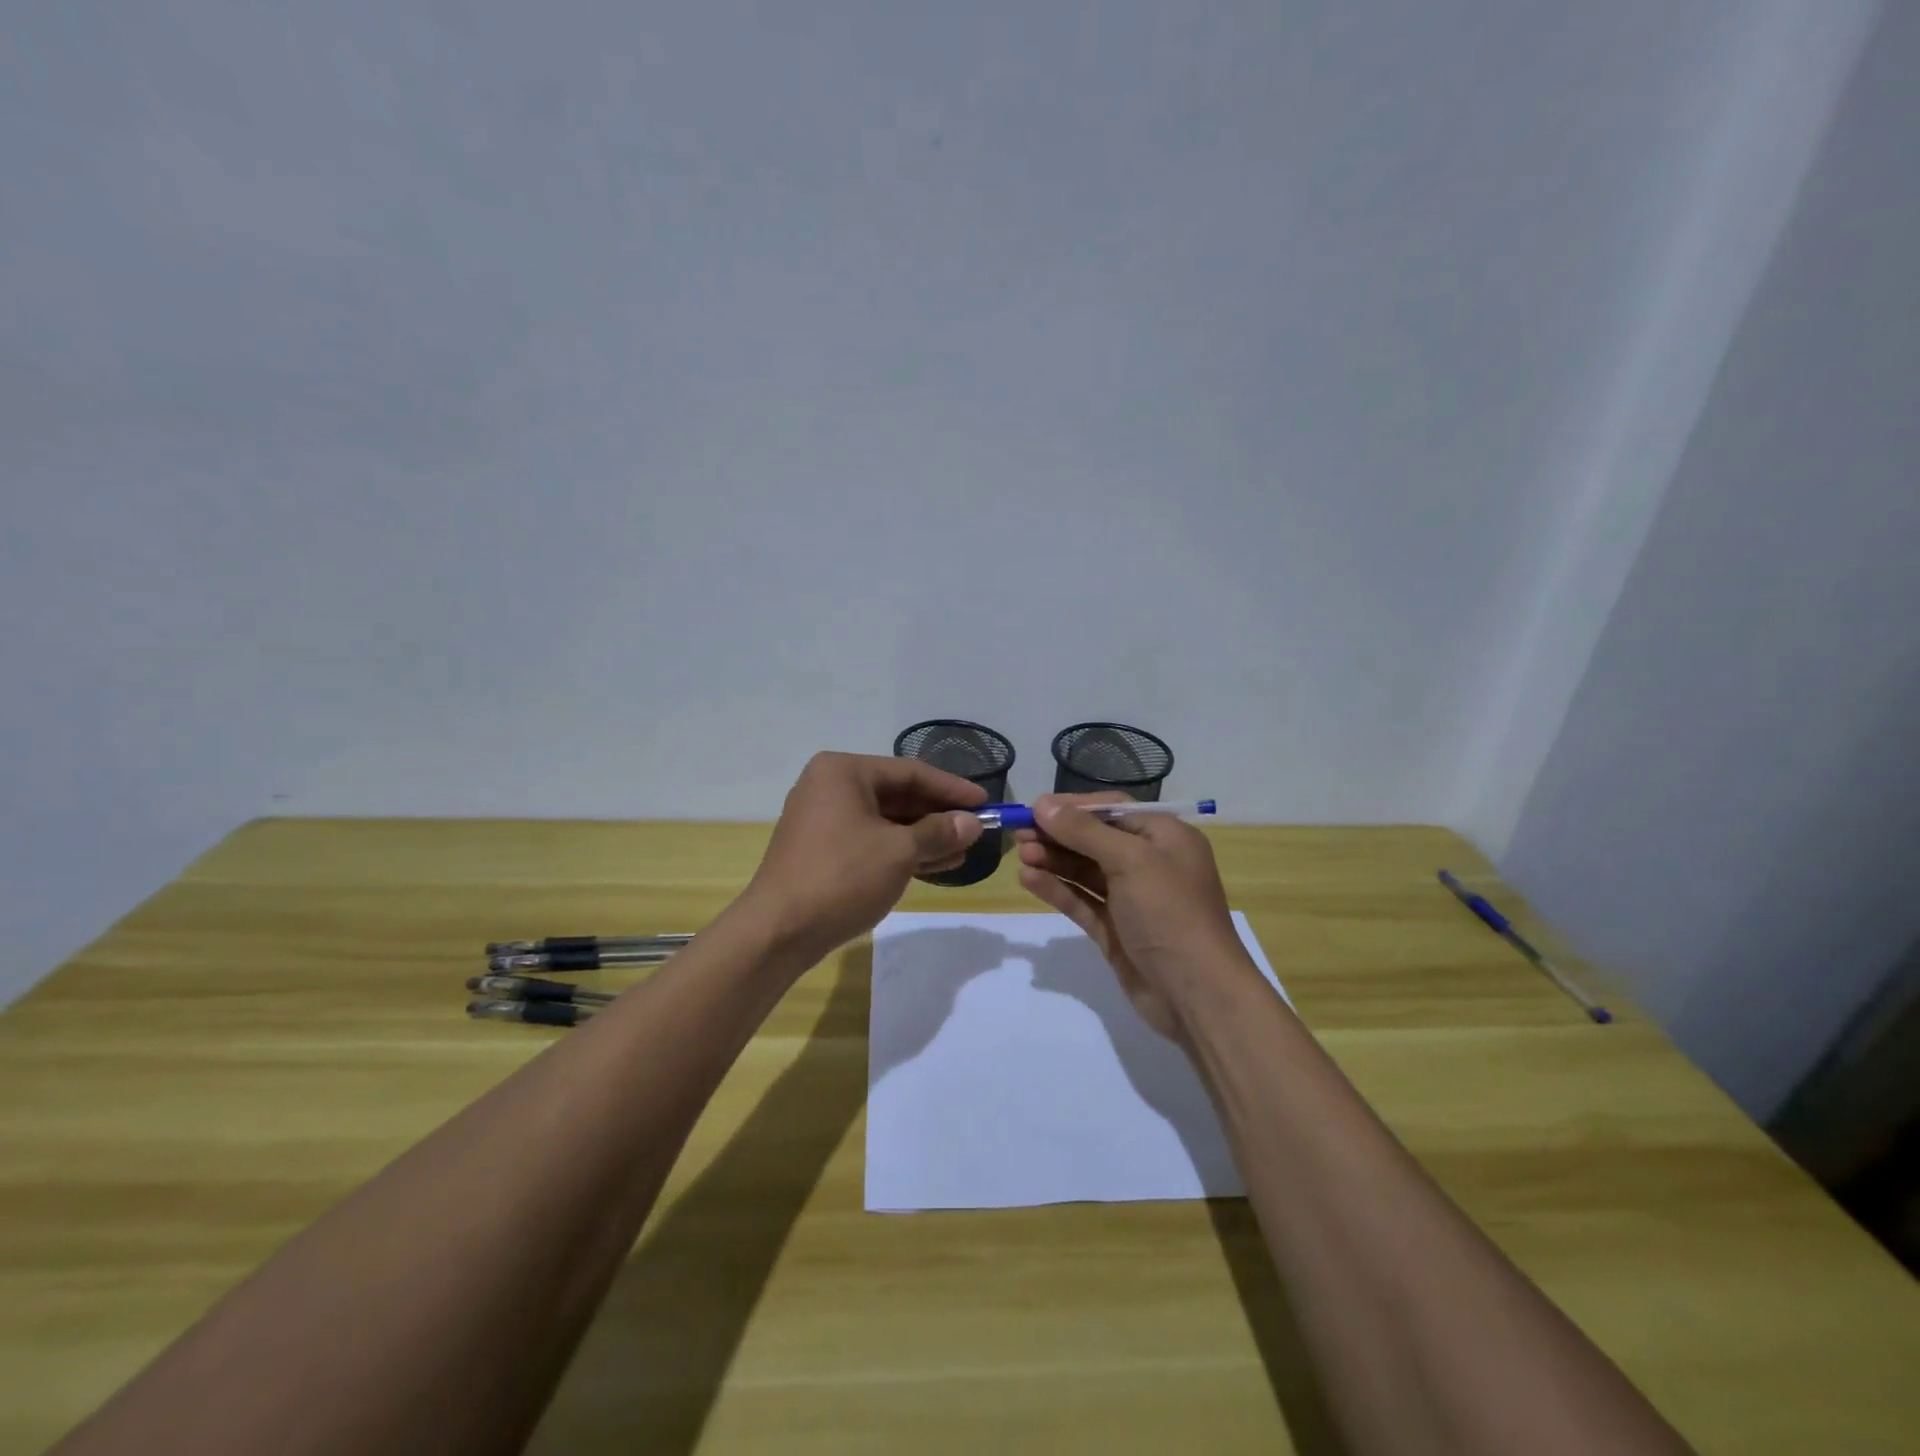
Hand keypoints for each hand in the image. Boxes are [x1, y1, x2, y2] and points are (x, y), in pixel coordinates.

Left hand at [742, 752, 985, 963]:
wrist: (778, 931)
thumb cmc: (841, 877)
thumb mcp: (899, 852)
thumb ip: (939, 832)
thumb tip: (972, 823)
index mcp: (844, 772)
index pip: (910, 772)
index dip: (951, 788)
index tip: (986, 803)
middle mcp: (830, 787)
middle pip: (898, 795)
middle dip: (938, 816)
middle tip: (976, 830)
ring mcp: (824, 819)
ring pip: (886, 821)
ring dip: (925, 837)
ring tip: (963, 852)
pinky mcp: (823, 850)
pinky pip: (871, 841)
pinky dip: (902, 851)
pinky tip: (935, 865)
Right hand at [1014, 793, 1253, 1039]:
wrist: (1196, 994)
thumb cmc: (1170, 913)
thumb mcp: (1131, 860)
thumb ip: (1084, 832)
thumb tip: (1043, 805)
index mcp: (1165, 837)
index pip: (1112, 810)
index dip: (1073, 807)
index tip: (1034, 809)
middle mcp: (1149, 863)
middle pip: (1094, 839)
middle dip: (1057, 834)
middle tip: (1018, 833)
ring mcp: (1131, 899)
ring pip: (1084, 871)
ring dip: (1053, 860)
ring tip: (1021, 855)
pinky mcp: (1115, 929)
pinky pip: (1081, 900)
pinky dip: (1057, 889)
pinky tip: (1029, 879)